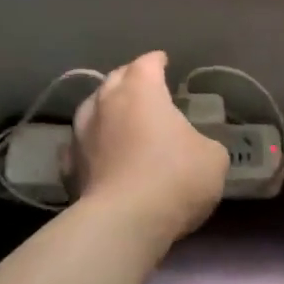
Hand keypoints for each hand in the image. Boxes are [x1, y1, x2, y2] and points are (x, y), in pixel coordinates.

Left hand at [72, 52, 227, 244]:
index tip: (163, 62)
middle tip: (143, 86)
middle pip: (114, 80)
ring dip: (105, 109)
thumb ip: (204, 143)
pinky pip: (79, 145)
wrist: (124, 222)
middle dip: (129, 79)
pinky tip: (97, 153)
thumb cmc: (175, 178)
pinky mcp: (69, 167)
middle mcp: (106, 104)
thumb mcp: (213, 158)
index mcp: (141, 92)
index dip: (157, 61)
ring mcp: (81, 135)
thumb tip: (196, 147)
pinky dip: (90, 144)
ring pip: (91, 109)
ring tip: (117, 116)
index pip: (147, 64)